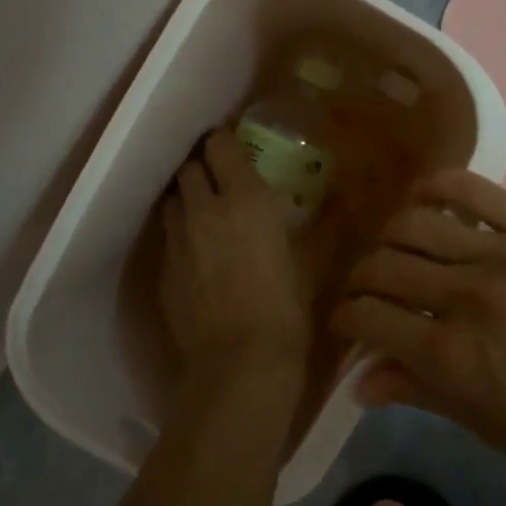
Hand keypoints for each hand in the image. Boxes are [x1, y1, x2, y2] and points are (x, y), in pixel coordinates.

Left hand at [159, 132, 323, 435]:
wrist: (239, 364)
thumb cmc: (287, 308)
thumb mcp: (312, 261)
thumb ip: (321, 224)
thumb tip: (341, 199)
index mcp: (245, 197)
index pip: (220, 145)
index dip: (223, 141)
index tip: (233, 147)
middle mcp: (204, 208)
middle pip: (189, 168)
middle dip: (202, 168)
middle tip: (221, 181)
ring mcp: (178, 239)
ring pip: (172, 200)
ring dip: (187, 199)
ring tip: (205, 214)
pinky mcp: (163, 270)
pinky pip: (168, 237)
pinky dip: (180, 234)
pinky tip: (196, 254)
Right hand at [330, 169, 505, 484]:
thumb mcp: (495, 428)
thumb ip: (423, 394)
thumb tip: (361, 382)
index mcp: (454, 357)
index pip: (368, 319)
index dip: (346, 319)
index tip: (348, 324)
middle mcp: (467, 297)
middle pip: (383, 267)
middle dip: (360, 279)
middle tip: (368, 290)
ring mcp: (504, 253)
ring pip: (415, 223)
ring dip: (390, 235)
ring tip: (396, 248)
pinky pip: (473, 190)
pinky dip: (437, 187)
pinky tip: (424, 196)